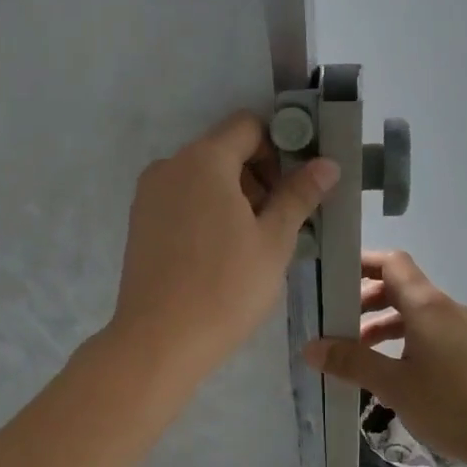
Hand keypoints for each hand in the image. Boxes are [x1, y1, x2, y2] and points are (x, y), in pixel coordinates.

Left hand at [109, 111, 339, 379]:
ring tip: (252, 244)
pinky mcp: (139, 223)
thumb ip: (299, 195)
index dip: (279, 147)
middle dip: (258, 176)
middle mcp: (170, 166)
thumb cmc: (226, 288)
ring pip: (202, 178)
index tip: (295, 187)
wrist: (159, 341)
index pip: (248, 126)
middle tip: (280, 221)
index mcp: (204, 160)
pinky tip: (221, 254)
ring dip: (233, 196)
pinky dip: (207, 212)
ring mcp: (148, 195)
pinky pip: (182, 200)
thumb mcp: (273, 241)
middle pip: (224, 150)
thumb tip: (327, 163)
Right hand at [303, 250, 466, 466]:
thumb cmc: (450, 405)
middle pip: (401, 287)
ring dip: (383, 323)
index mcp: (427, 306)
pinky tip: (390, 369)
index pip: (392, 263)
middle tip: (336, 323)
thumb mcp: (393, 385)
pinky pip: (430, 332)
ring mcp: (462, 329)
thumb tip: (311, 347)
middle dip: (365, 300)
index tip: (332, 279)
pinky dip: (404, 339)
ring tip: (357, 351)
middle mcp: (446, 308)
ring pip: (415, 313)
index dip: (361, 264)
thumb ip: (351, 362)